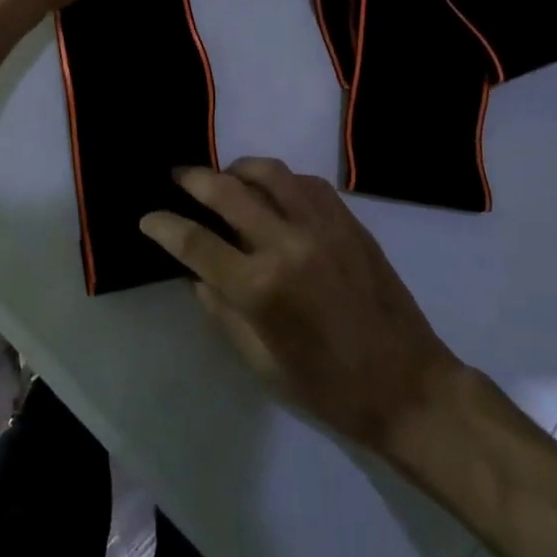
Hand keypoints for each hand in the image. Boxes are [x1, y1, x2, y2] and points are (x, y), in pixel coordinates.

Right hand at [140, 159, 462, 453]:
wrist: (407, 384)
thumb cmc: (329, 388)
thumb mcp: (262, 364)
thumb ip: (223, 312)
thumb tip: (197, 274)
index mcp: (262, 288)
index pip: (197, 244)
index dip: (165, 226)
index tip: (148, 217)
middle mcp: (288, 243)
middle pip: (227, 192)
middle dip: (193, 179)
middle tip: (177, 176)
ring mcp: (322, 225)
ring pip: (270, 172)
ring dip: (238, 169)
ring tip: (224, 178)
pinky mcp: (349, 219)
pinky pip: (306, 181)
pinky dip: (280, 179)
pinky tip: (273, 192)